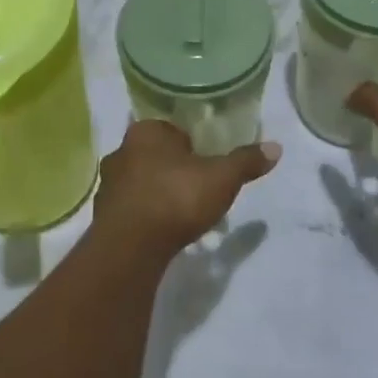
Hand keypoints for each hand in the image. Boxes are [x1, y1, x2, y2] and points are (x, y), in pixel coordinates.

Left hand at [93, 121, 279, 254]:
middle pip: (154, 156)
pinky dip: (144, 217)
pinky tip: (161, 232)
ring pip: (140, 182)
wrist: (131, 246)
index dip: (190, 146)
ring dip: (157, 194)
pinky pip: (130, 209)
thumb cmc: (176, 197)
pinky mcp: (102, 216)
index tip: (206, 164)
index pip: (171, 131)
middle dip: (173, 170)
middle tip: (196, 190)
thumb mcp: (222, 178)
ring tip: (181, 216)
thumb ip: (246, 161)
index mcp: (146, 132)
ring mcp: (107, 185)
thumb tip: (276, 148)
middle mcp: (121, 151)